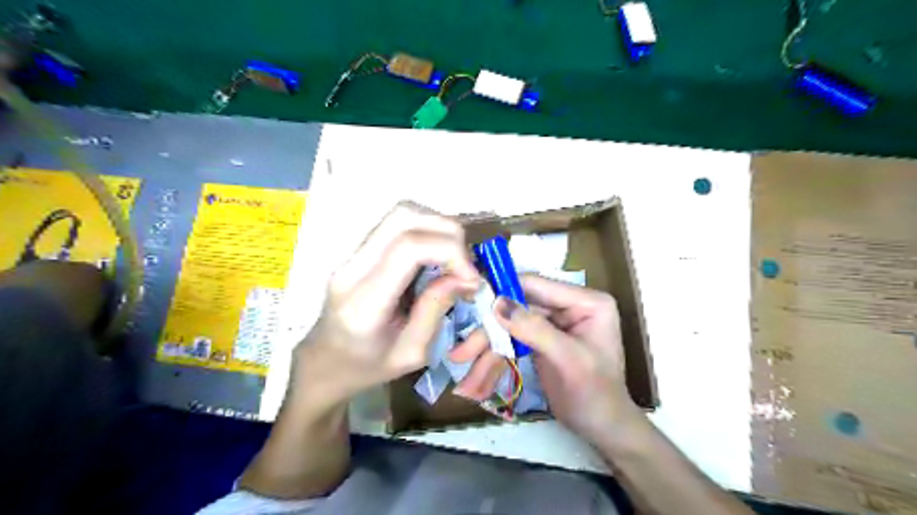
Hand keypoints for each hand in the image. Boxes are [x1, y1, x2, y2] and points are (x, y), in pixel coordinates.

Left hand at [294, 204, 479, 407]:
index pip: (408, 248)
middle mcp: (352, 268)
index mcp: (364, 302)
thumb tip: (465, 276)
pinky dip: (426, 230)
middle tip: (465, 264)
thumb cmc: (367, 368)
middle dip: (448, 231)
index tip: (471, 278)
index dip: (450, 252)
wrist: (324, 363)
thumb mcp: (412, 353)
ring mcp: (351, 254)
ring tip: (453, 258)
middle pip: (403, 217)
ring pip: (400, 213)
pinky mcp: (357, 250)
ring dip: (437, 226)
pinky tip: (436, 256)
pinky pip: (397, 224)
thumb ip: (436, 309)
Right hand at [451, 276, 639, 444]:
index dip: (504, 291)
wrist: (603, 429)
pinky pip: (511, 341)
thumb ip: (534, 329)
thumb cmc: (596, 394)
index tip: (472, 302)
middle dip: (489, 334)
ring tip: (467, 381)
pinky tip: (477, 380)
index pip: (537, 286)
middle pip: (518, 308)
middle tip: (461, 354)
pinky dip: (494, 359)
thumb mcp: (568, 359)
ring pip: (510, 326)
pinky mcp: (540, 339)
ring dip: (487, 351)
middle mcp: (568, 306)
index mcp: (585, 301)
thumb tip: (497, 303)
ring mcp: (552, 323)